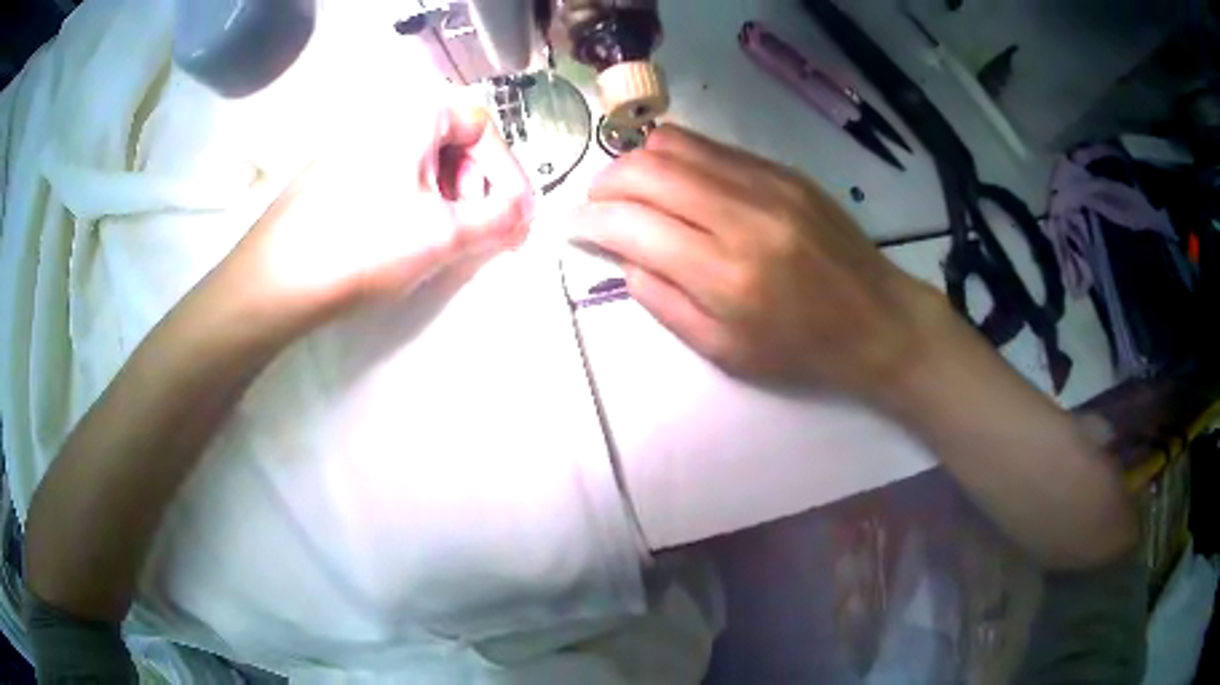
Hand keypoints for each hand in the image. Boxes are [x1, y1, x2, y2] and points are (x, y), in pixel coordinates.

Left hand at [233, 98, 533, 319]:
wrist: (275, 281)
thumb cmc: (363, 244)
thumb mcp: (442, 234)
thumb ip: (497, 221)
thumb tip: (523, 215)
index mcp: (416, 113)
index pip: (484, 128)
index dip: (508, 174)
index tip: (518, 219)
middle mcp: (385, 117)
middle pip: (453, 143)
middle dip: (478, 188)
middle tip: (483, 234)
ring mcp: (355, 145)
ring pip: (422, 163)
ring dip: (448, 199)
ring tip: (445, 242)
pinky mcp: (335, 174)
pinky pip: (392, 178)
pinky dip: (414, 204)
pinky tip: (407, 239)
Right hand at [571, 125, 944, 397]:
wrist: (876, 319)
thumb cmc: (799, 349)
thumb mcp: (721, 349)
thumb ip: (661, 298)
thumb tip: (622, 252)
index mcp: (725, 274)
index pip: (631, 224)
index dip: (589, 222)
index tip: (573, 227)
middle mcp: (742, 215)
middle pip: (646, 170)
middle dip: (605, 184)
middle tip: (597, 206)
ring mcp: (767, 183)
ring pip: (675, 144)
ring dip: (636, 162)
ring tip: (630, 189)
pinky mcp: (783, 170)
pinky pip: (711, 146)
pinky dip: (676, 157)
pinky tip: (675, 181)